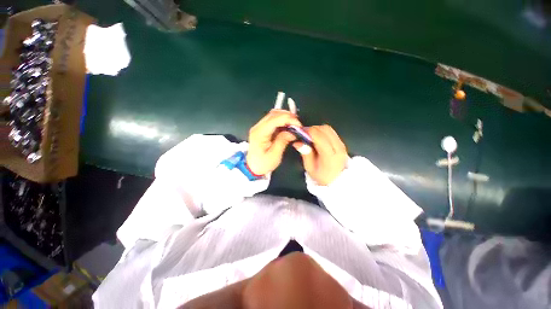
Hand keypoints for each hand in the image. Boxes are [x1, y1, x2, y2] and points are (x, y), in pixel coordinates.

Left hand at [247, 110, 301, 174]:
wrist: (252, 167)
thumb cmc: (263, 163)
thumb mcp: (274, 155)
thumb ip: (283, 141)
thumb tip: (292, 132)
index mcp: (260, 133)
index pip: (275, 119)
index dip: (288, 119)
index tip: (299, 125)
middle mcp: (258, 127)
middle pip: (274, 114)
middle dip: (288, 116)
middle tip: (298, 124)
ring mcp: (259, 127)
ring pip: (273, 115)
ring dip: (285, 117)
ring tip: (294, 125)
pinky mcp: (262, 128)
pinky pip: (273, 120)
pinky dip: (282, 120)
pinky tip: (288, 126)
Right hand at [297, 125, 347, 185]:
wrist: (336, 180)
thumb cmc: (321, 176)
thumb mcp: (310, 168)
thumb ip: (305, 154)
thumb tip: (298, 142)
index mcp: (329, 156)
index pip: (319, 137)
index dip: (308, 132)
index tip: (300, 133)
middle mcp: (338, 148)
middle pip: (324, 129)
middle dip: (312, 129)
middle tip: (303, 134)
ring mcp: (341, 144)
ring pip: (328, 129)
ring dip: (317, 129)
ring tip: (309, 136)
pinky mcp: (341, 143)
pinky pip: (331, 132)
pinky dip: (322, 131)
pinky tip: (317, 138)